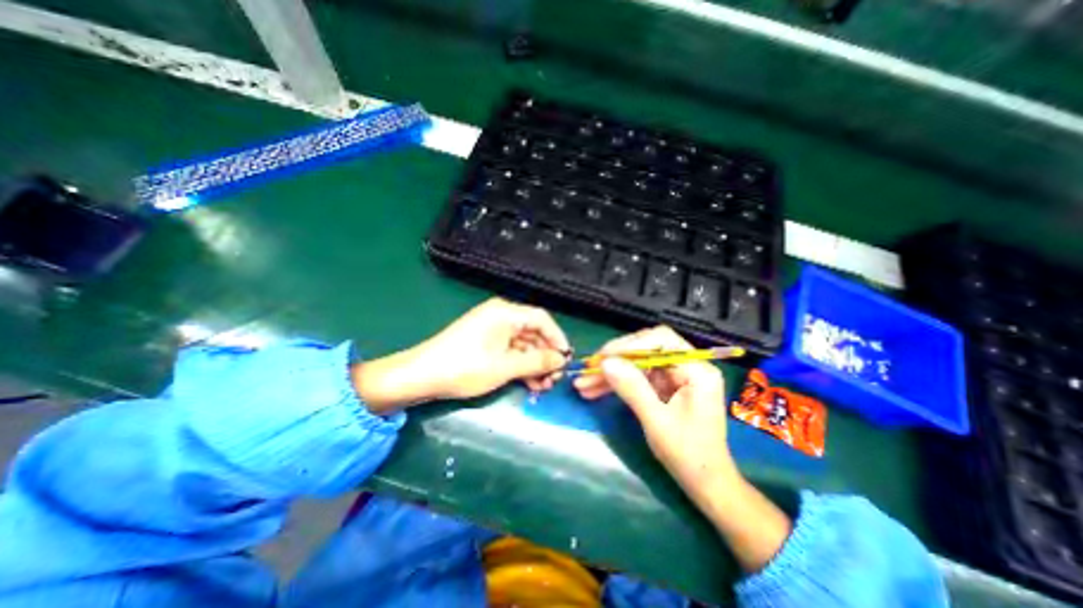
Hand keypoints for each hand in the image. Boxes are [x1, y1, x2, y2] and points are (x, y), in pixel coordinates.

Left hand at [356, 297, 574, 410]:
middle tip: (554, 379)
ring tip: (543, 386)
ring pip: (523, 344)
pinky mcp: (486, 342)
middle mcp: (501, 316)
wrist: (421, 376)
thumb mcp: (505, 366)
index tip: (567, 359)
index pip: (541, 319)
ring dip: (534, 364)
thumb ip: (537, 361)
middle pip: (533, 332)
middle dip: (546, 356)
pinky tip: (529, 383)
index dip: (557, 338)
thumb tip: (562, 360)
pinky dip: (521, 366)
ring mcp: (492, 329)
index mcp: (505, 313)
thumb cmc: (465, 367)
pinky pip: (511, 351)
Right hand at [570, 325, 792, 572]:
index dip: (629, 345)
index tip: (603, 357)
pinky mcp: (664, 386)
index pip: (660, 340)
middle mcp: (687, 366)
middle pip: (645, 349)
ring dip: (610, 373)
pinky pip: (636, 377)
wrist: (705, 484)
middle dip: (615, 359)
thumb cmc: (689, 456)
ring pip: (636, 364)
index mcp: (696, 370)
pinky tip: (595, 390)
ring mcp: (674, 376)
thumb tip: (605, 362)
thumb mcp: (656, 421)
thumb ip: (632, 388)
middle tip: (588, 369)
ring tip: (583, 384)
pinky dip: (616, 384)